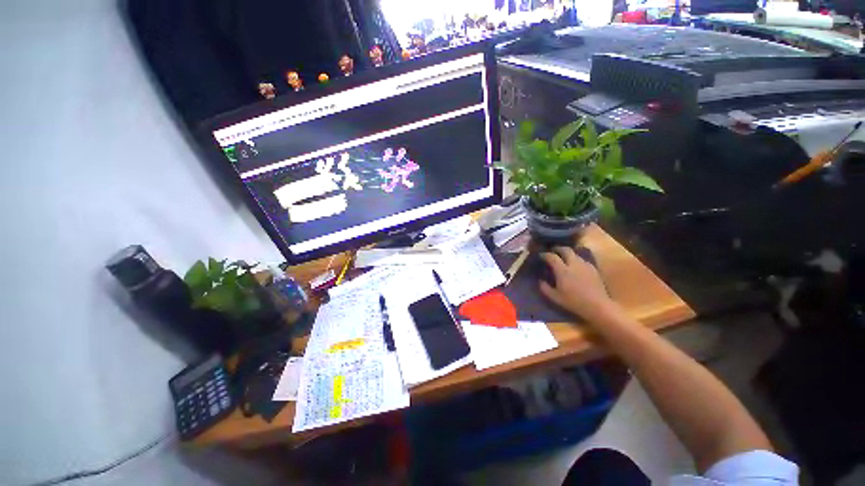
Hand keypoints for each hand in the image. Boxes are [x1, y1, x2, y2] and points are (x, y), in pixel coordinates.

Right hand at [539, 246, 613, 321]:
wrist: (598, 306)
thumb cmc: (574, 302)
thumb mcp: (555, 297)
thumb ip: (545, 288)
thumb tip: (540, 281)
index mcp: (562, 270)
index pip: (552, 257)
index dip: (545, 254)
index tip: (541, 255)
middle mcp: (574, 264)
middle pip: (566, 250)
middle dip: (558, 249)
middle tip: (553, 251)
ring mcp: (585, 265)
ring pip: (575, 254)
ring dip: (568, 254)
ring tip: (564, 258)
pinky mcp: (594, 269)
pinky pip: (583, 260)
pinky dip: (577, 260)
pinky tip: (576, 266)